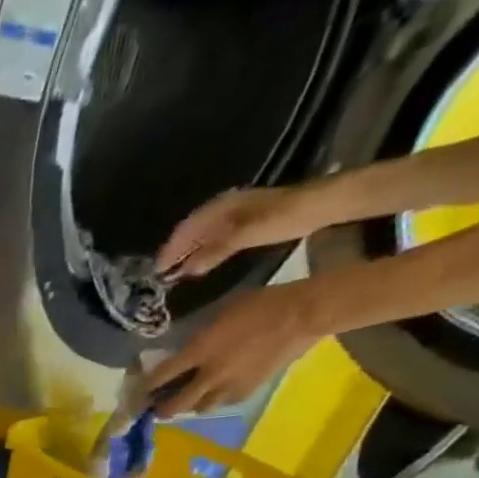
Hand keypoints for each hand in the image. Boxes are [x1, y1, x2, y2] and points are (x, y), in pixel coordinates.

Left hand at [141, 282, 324, 416]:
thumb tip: (185, 350)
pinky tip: (215, 395)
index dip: (146, 387)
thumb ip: (198, 336)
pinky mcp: (248, 391)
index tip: (138, 392)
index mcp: (198, 351)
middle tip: (156, 408)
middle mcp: (209, 375)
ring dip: (189, 406)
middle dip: (161, 409)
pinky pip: (222, 404)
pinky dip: (214, 401)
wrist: (304, 314)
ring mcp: (229, 386)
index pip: (162, 376)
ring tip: (187, 401)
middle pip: (175, 404)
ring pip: (198, 408)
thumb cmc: (261, 304)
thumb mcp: (220, 314)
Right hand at [156, 185, 321, 278]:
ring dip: (189, 251)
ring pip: (203, 233)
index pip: (186, 228)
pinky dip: (203, 250)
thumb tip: (187, 270)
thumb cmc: (281, 218)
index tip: (157, 270)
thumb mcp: (244, 235)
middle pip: (192, 230)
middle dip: (176, 250)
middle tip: (162, 273)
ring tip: (176, 270)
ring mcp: (236, 213)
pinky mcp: (246, 221)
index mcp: (220, 207)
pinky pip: (215, 236)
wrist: (320, 205)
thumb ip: (215, 252)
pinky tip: (200, 262)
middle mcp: (224, 207)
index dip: (170, 248)